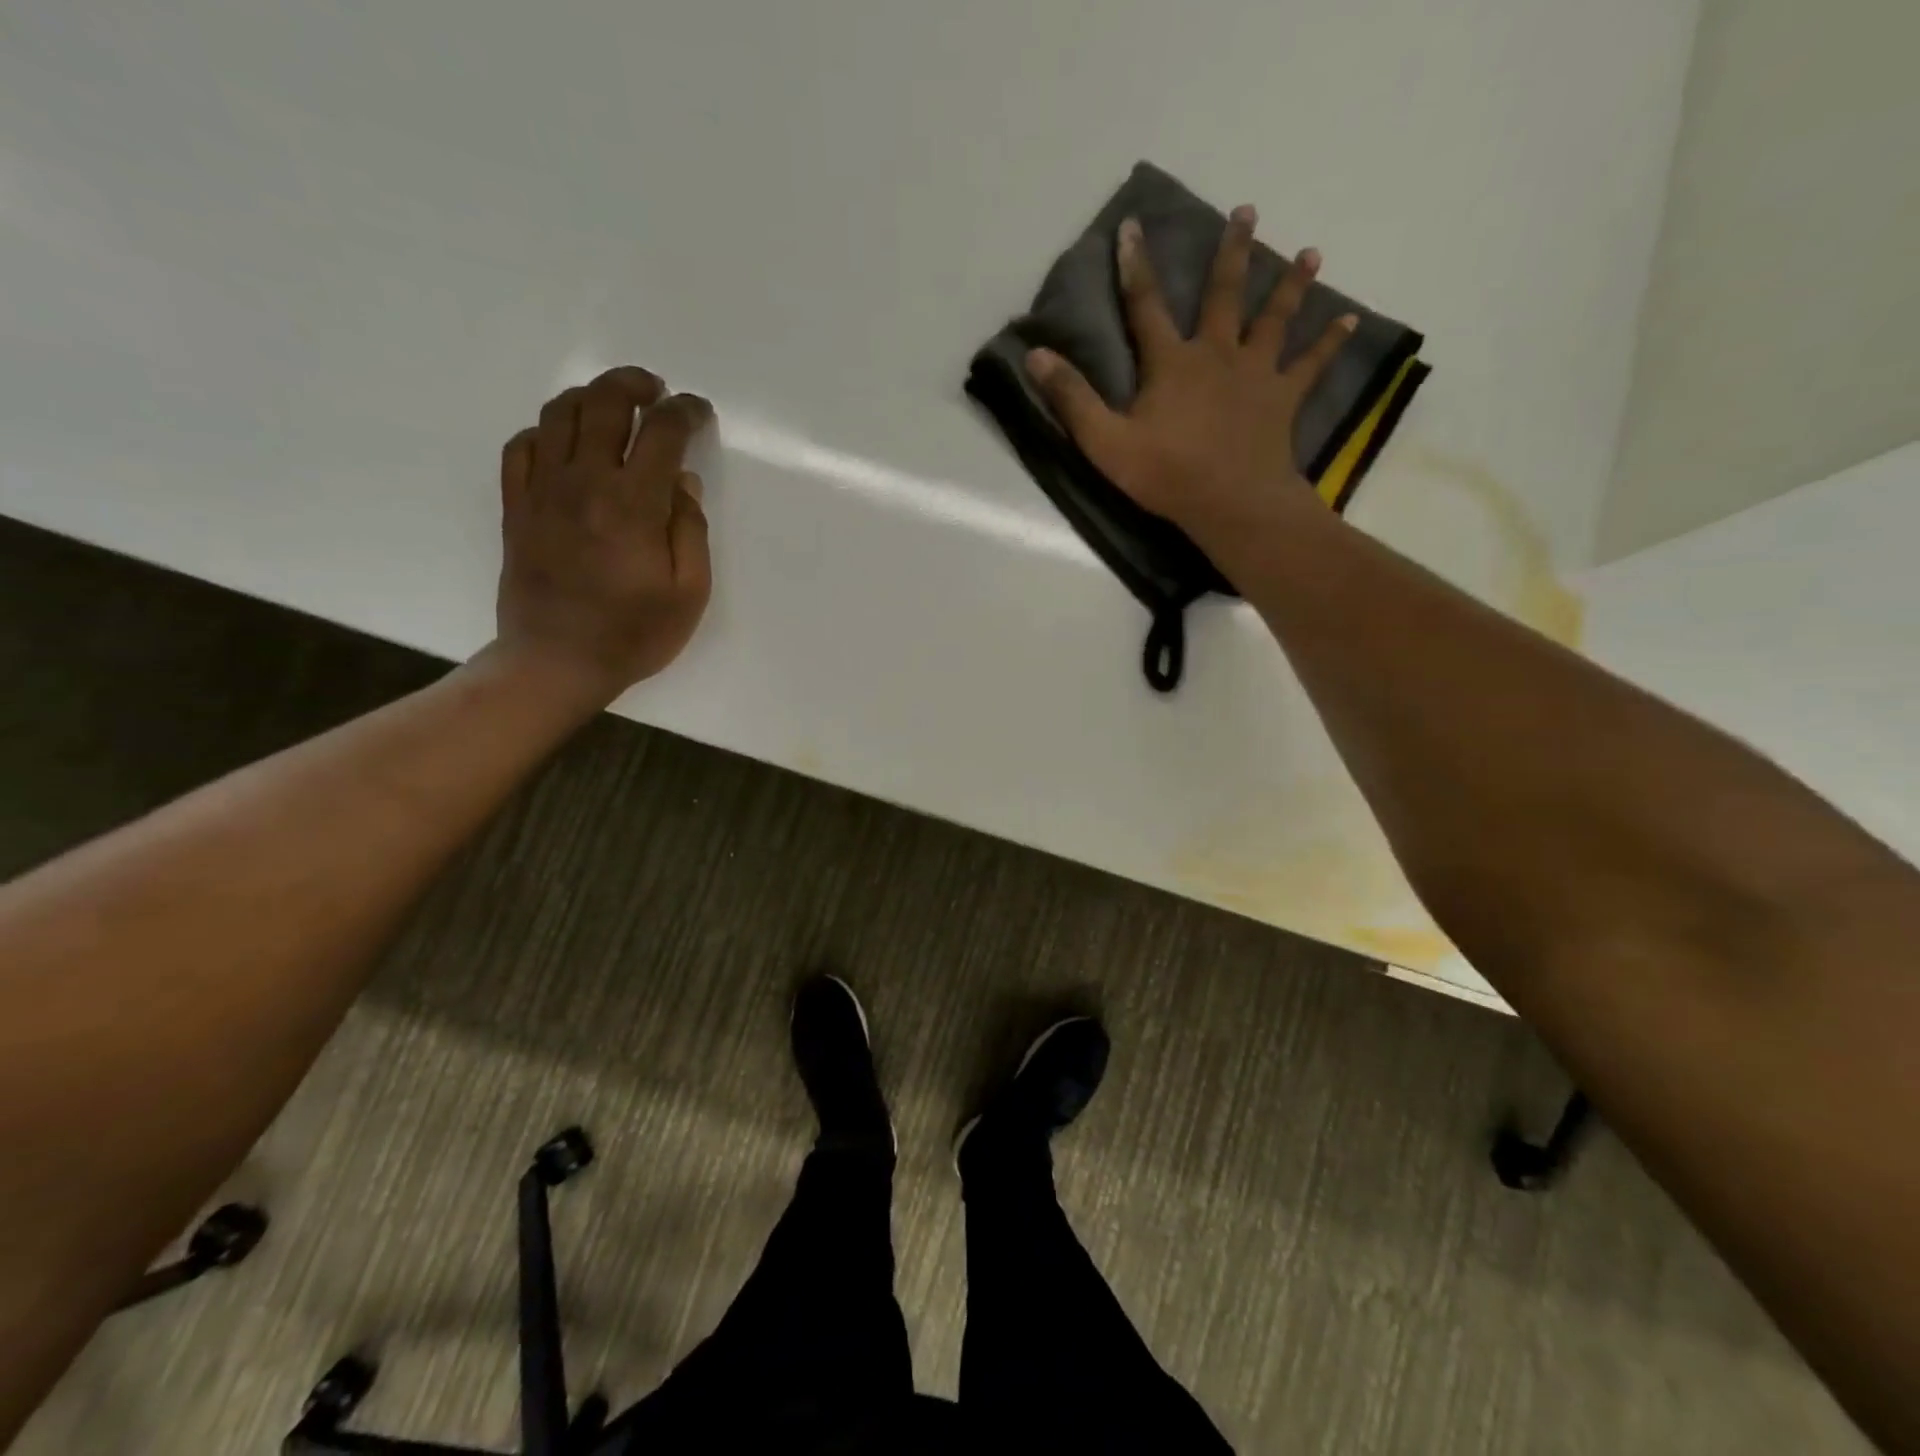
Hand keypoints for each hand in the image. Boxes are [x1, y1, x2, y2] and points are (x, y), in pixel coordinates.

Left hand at [491, 366, 713, 708]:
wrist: (557, 661)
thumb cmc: (633, 634)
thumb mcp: (689, 593)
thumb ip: (691, 531)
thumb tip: (683, 483)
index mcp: (634, 504)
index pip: (661, 433)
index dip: (684, 412)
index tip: (698, 411)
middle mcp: (585, 482)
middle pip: (604, 404)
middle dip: (633, 385)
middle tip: (654, 391)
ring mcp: (543, 491)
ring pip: (559, 415)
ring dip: (590, 397)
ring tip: (613, 407)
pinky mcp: (517, 506)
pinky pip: (522, 446)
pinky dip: (546, 431)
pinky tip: (564, 442)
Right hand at [1026, 205, 1354, 549]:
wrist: (1230, 503)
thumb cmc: (1165, 475)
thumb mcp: (1104, 442)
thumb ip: (1071, 399)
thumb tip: (1035, 355)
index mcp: (1171, 362)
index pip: (1145, 305)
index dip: (1134, 266)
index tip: (1132, 226)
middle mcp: (1216, 354)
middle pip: (1225, 293)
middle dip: (1232, 252)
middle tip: (1247, 211)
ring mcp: (1255, 374)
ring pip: (1274, 318)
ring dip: (1290, 284)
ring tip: (1310, 252)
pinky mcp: (1283, 399)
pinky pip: (1311, 364)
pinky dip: (1330, 341)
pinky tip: (1350, 319)